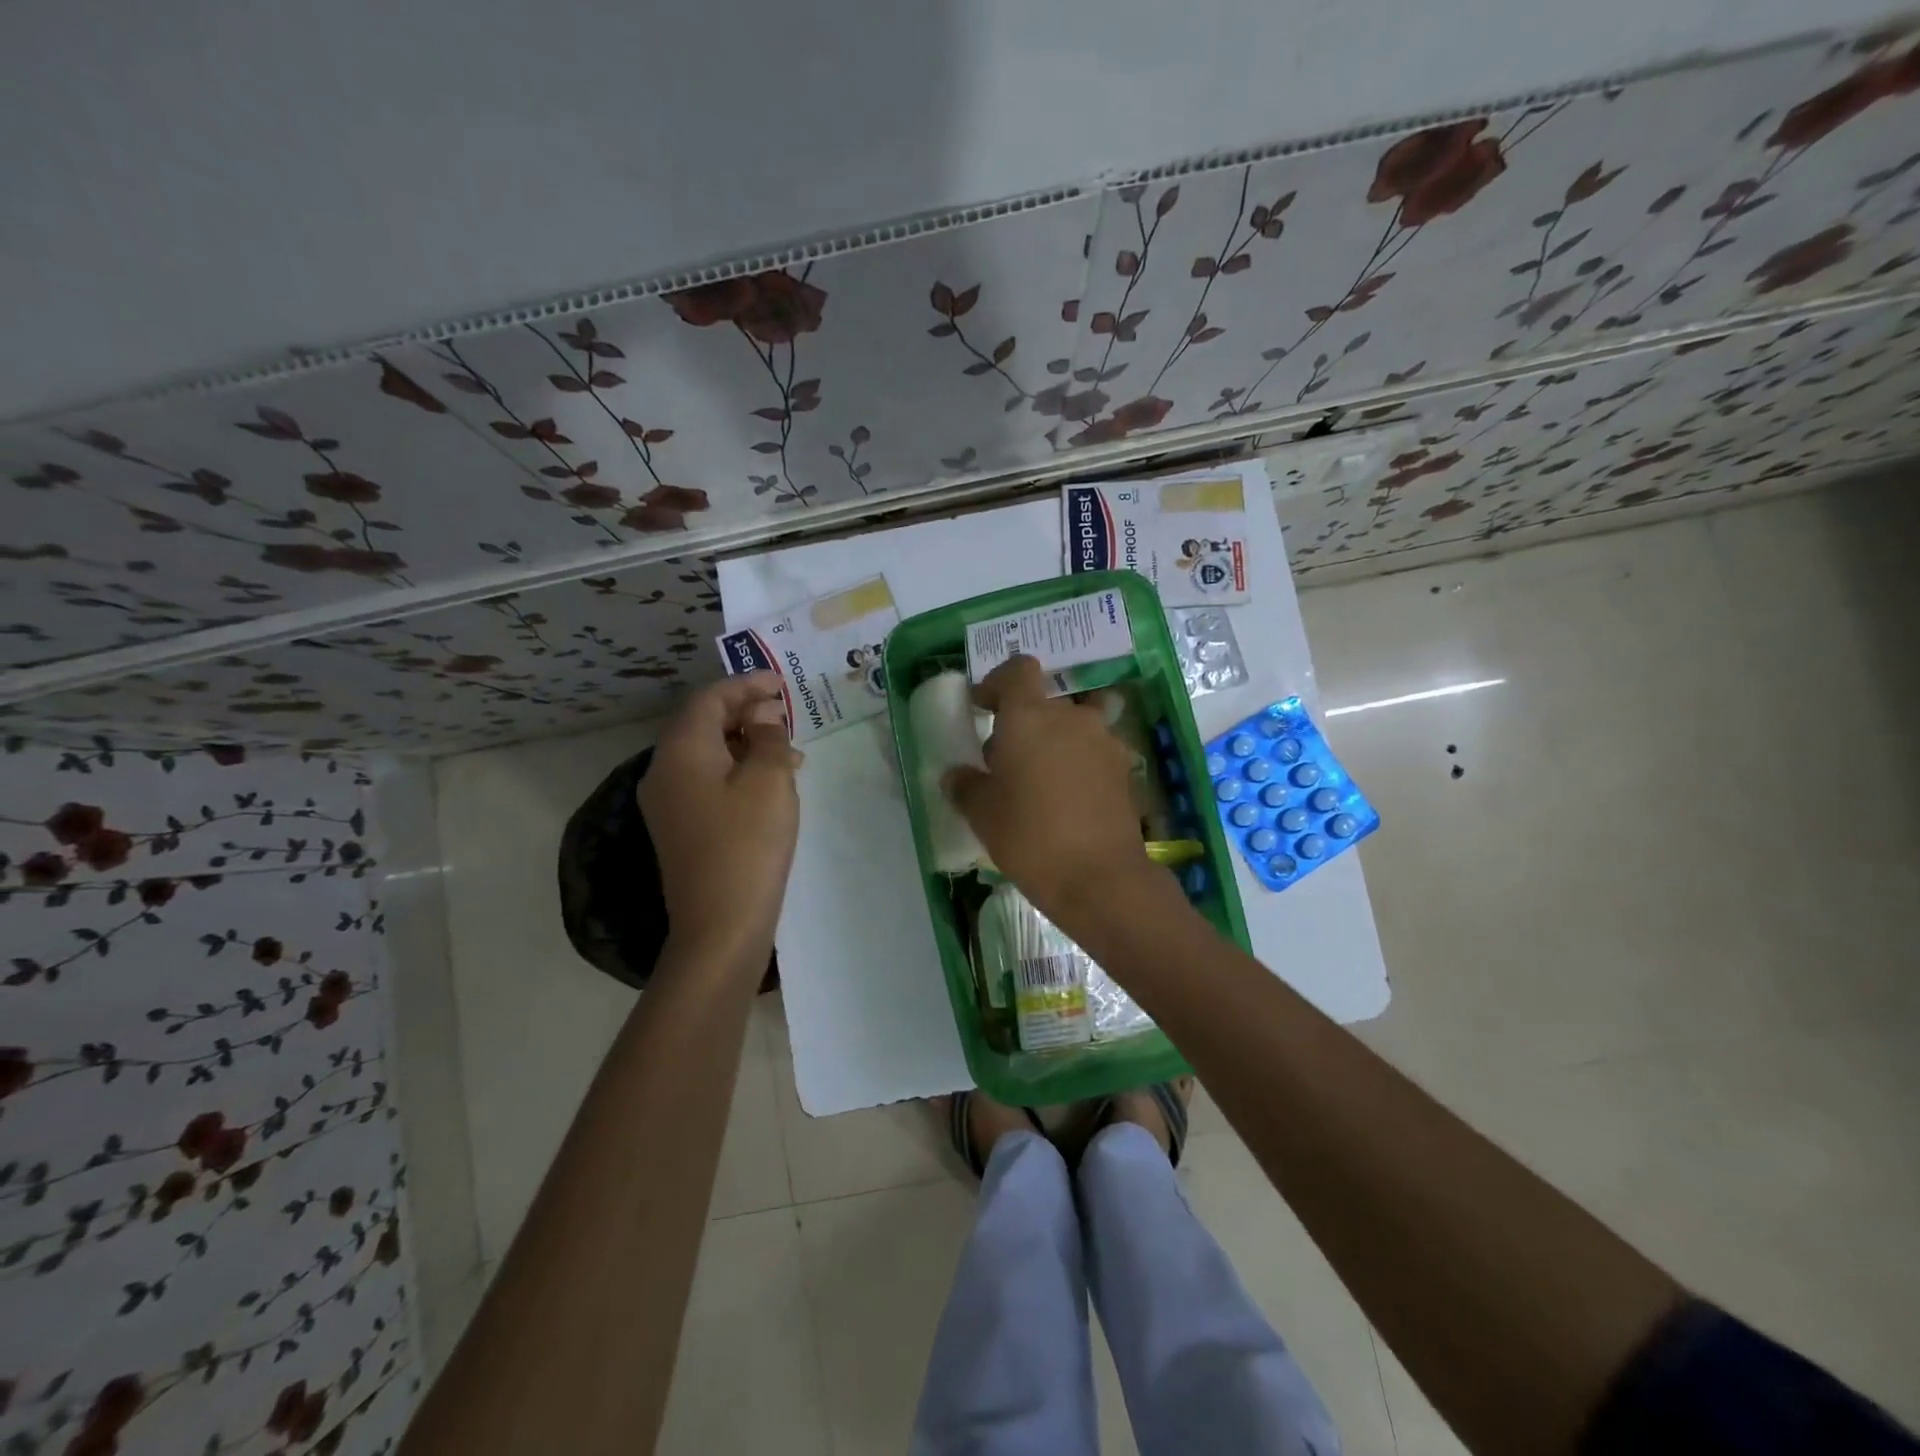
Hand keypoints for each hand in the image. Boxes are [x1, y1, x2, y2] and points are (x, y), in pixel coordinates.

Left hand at [639, 673, 801, 961]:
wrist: (721, 923)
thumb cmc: (748, 843)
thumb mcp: (769, 780)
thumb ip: (768, 736)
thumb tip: (763, 716)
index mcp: (682, 750)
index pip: (709, 698)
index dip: (746, 684)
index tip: (781, 683)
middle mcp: (665, 769)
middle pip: (704, 723)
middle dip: (747, 712)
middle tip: (787, 714)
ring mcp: (669, 801)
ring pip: (708, 753)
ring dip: (747, 743)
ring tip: (789, 750)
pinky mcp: (680, 826)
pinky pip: (708, 780)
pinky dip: (739, 769)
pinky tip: (771, 782)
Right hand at [943, 655, 1151, 927]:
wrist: (1100, 877)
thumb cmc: (1029, 836)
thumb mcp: (982, 814)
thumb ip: (965, 786)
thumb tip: (956, 775)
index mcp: (1030, 716)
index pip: (1018, 669)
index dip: (997, 682)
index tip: (982, 707)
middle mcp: (1071, 717)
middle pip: (1045, 702)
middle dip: (1023, 721)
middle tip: (1004, 759)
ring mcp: (1104, 742)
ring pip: (1073, 726)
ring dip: (1054, 741)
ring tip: (1038, 780)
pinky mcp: (1124, 770)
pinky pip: (1093, 753)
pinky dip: (1078, 764)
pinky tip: (1067, 800)